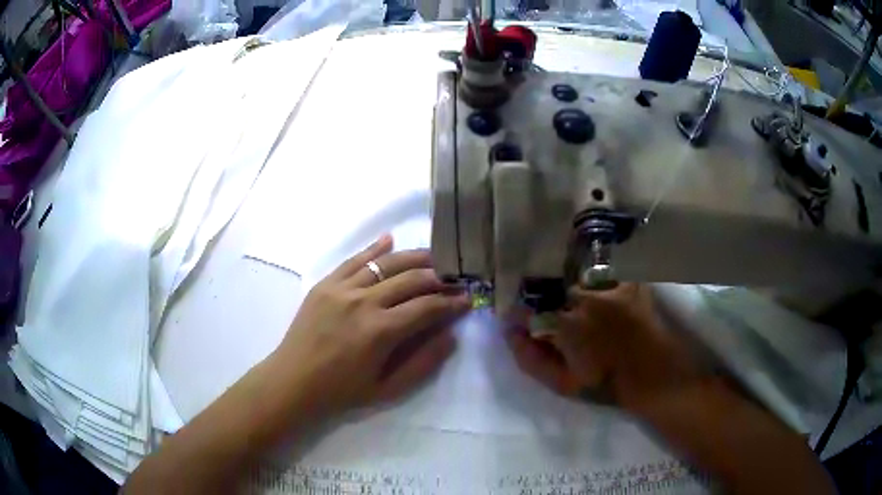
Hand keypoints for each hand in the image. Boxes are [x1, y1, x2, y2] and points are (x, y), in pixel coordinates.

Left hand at [270, 235, 470, 419]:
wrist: (293, 381)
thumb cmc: (341, 391)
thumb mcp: (387, 389)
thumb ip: (422, 363)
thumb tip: (451, 336)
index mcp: (380, 331)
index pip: (427, 307)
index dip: (451, 302)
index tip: (467, 299)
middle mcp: (363, 302)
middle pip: (411, 279)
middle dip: (439, 277)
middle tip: (456, 278)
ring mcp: (342, 288)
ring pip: (386, 263)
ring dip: (414, 258)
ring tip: (434, 257)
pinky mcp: (325, 284)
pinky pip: (354, 260)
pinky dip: (374, 248)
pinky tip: (390, 239)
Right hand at [506, 283, 705, 414]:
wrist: (653, 377)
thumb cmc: (606, 385)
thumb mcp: (562, 383)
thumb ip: (530, 358)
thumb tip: (510, 333)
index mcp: (566, 324)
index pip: (529, 308)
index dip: (521, 315)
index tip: (520, 322)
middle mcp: (586, 298)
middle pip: (554, 292)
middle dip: (551, 305)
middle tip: (561, 323)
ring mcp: (611, 288)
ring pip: (579, 283)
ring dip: (576, 296)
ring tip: (587, 315)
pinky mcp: (631, 284)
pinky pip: (606, 277)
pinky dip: (602, 287)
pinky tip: (607, 303)